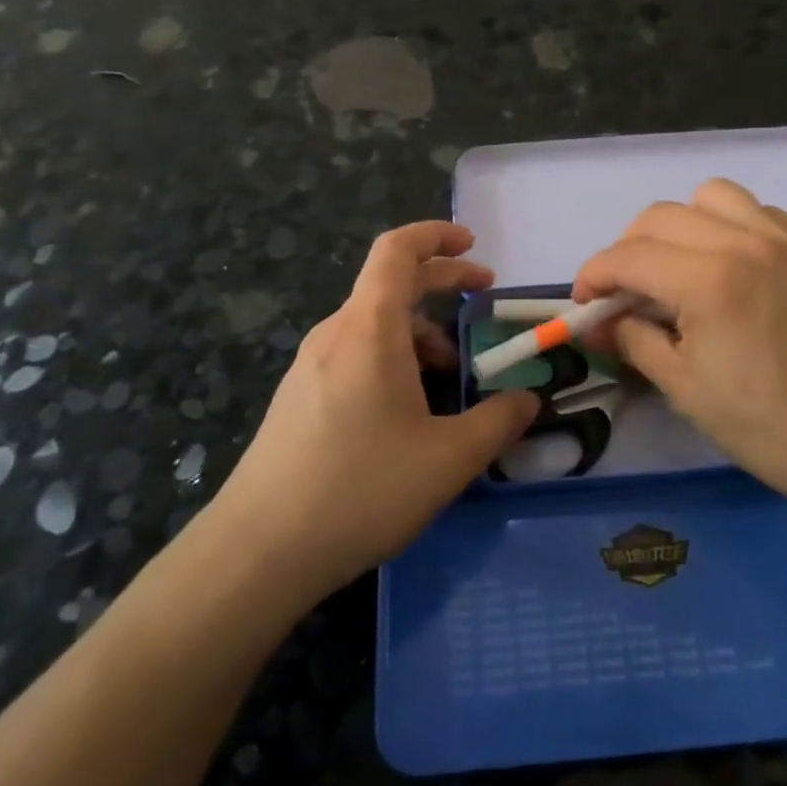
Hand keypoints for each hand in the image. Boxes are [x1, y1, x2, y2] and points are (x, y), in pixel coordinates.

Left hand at [210, 222, 536, 602]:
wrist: (258, 550)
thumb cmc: (360, 489)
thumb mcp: (447, 459)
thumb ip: (498, 423)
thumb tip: (528, 401)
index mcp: (369, 328)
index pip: (397, 250)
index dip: (436, 235)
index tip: (473, 245)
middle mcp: (336, 333)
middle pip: (390, 283)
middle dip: (442, 283)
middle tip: (483, 298)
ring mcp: (311, 365)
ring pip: (374, 324)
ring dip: (419, 332)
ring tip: (450, 375)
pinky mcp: (299, 395)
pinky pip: (355, 353)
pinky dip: (392, 357)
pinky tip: (408, 409)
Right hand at [574, 179, 786, 516]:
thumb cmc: (762, 423)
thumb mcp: (682, 386)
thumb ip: (631, 339)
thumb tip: (594, 322)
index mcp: (708, 281)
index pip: (627, 256)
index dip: (593, 276)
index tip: (585, 303)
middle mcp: (744, 242)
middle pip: (659, 216)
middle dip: (628, 250)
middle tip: (627, 290)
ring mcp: (785, 238)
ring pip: (711, 197)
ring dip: (681, 225)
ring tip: (681, 264)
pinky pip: (757, 211)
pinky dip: (730, 226)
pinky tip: (732, 264)